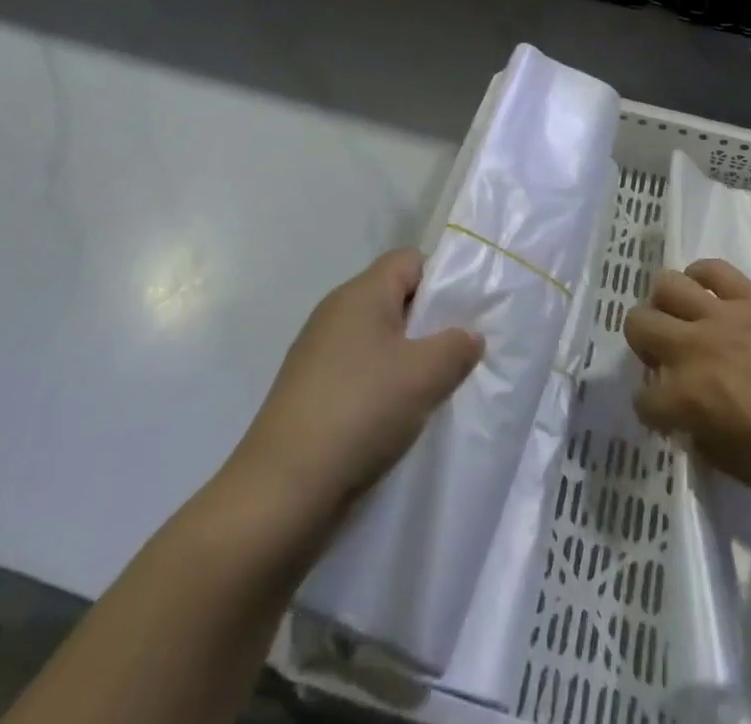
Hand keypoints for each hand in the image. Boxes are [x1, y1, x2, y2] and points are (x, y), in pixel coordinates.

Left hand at [228, 249, 483, 531]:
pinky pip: (358, 370)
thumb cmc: (360, 411)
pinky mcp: (308, 391)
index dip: (441, 278)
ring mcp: (317, 353)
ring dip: (406, 359)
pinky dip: (381, 386)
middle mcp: (335, 312)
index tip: (464, 315)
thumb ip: (457, 347)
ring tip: (431, 391)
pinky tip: (395, 418)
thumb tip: (468, 337)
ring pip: (377, 338)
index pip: (409, 260)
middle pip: (394, 297)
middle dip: (428, 323)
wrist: (282, 491)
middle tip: (456, 355)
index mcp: (360, 293)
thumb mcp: (425, 375)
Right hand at [625, 258, 750, 513]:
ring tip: (681, 321)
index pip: (643, 399)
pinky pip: (714, 269)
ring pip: (666, 284)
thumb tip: (688, 418)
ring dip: (664, 304)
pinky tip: (707, 295)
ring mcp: (724, 316)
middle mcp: (696, 347)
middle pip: (638, 324)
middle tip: (666, 361)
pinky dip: (702, 276)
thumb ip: (700, 435)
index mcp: (690, 397)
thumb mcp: (735, 467)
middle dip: (643, 346)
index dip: (652, 411)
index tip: (667, 417)